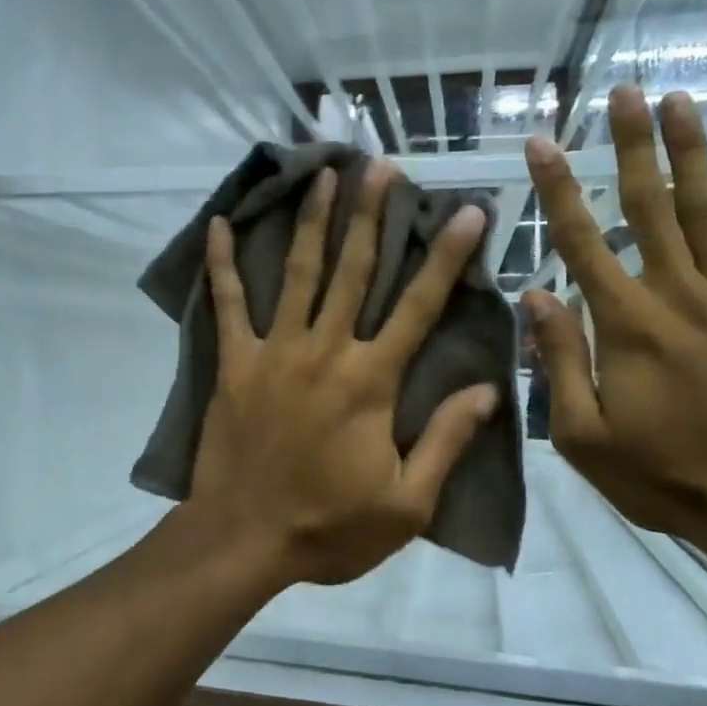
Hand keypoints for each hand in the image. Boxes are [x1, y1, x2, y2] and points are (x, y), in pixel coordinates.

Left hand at [187, 161, 499, 587]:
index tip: (466, 211)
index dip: (446, 256)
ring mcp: (274, 351)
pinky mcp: (234, 362)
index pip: (418, 306)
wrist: (244, 539)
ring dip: (313, 220)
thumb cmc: (330, 527)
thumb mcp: (407, 503)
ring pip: (298, 272)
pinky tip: (220, 224)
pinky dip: (223, 263)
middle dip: (372, 215)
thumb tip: (487, 389)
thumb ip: (447, 440)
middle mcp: (324, 350)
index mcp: (371, 381)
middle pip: (354, 271)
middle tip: (383, 166)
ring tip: (324, 174)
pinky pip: (228, 304)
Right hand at [522, 87, 706, 562]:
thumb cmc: (665, 476)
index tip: (542, 143)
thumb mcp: (584, 436)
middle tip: (623, 93)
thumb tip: (535, 296)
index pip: (581, 241)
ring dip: (693, 152)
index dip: (557, 189)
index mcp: (626, 324)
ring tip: (681, 101)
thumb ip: (558, 361)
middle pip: (649, 206)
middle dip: (631, 146)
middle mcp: (679, 294)